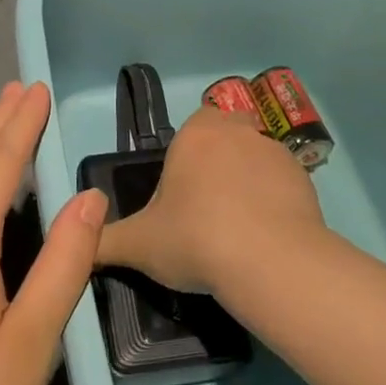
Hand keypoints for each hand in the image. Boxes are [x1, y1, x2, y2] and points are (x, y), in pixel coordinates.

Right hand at [96, 104, 326, 298]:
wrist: (270, 261)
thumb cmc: (196, 238)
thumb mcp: (139, 245)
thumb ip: (105, 241)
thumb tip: (80, 243)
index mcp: (197, 134)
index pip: (195, 123)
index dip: (189, 152)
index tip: (182, 188)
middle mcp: (238, 132)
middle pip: (228, 135)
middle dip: (220, 161)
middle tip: (207, 207)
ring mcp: (276, 153)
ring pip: (257, 158)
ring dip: (249, 181)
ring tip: (239, 229)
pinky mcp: (305, 179)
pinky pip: (284, 184)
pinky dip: (276, 202)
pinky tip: (267, 237)